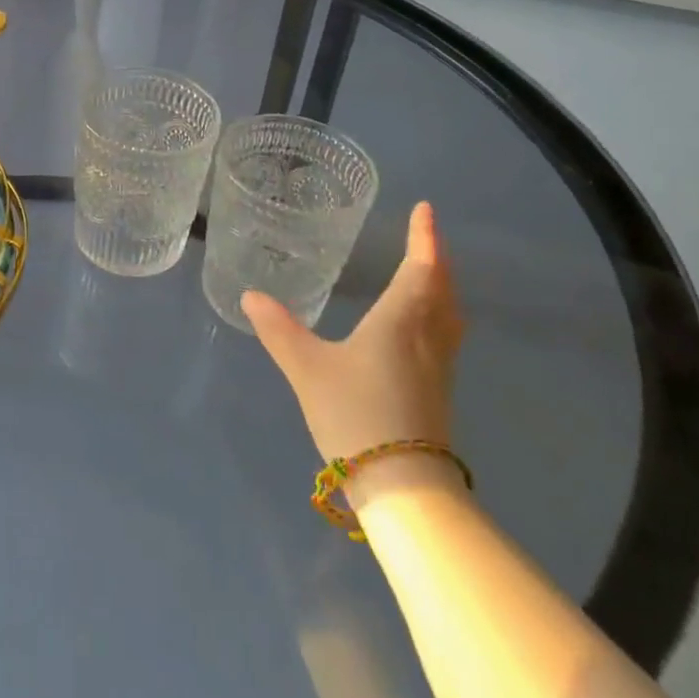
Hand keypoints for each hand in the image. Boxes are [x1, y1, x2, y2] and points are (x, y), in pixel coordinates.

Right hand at [243, 202, 464, 470]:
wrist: (402, 487)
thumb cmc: (355, 414)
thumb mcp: (307, 368)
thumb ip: (279, 330)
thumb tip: (250, 296)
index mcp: (400, 321)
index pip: (419, 268)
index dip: (423, 237)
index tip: (426, 209)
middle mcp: (426, 338)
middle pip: (442, 289)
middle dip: (436, 259)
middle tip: (426, 236)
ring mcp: (438, 369)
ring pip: (448, 315)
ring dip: (442, 287)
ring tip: (430, 274)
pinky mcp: (438, 394)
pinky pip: (444, 337)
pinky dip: (439, 315)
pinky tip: (421, 327)